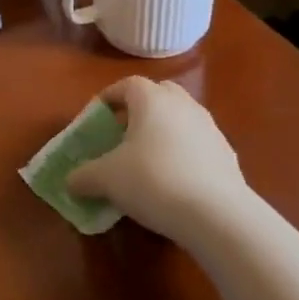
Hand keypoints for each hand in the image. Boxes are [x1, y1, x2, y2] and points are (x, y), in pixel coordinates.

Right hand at [66, 76, 249, 239]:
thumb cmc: (152, 180)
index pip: (127, 85)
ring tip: (147, 159)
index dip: (109, 98)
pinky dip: (183, 154)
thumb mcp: (105, 180)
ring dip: (164, 131)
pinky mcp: (228, 155)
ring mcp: (210, 129)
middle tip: (123, 133)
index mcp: (152, 100)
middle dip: (140, 109)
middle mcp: (183, 105)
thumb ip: (83, 176)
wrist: (217, 214)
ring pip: (181, 119)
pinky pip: (198, 145)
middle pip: (159, 94)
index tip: (96, 117)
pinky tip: (173, 181)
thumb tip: (70, 182)